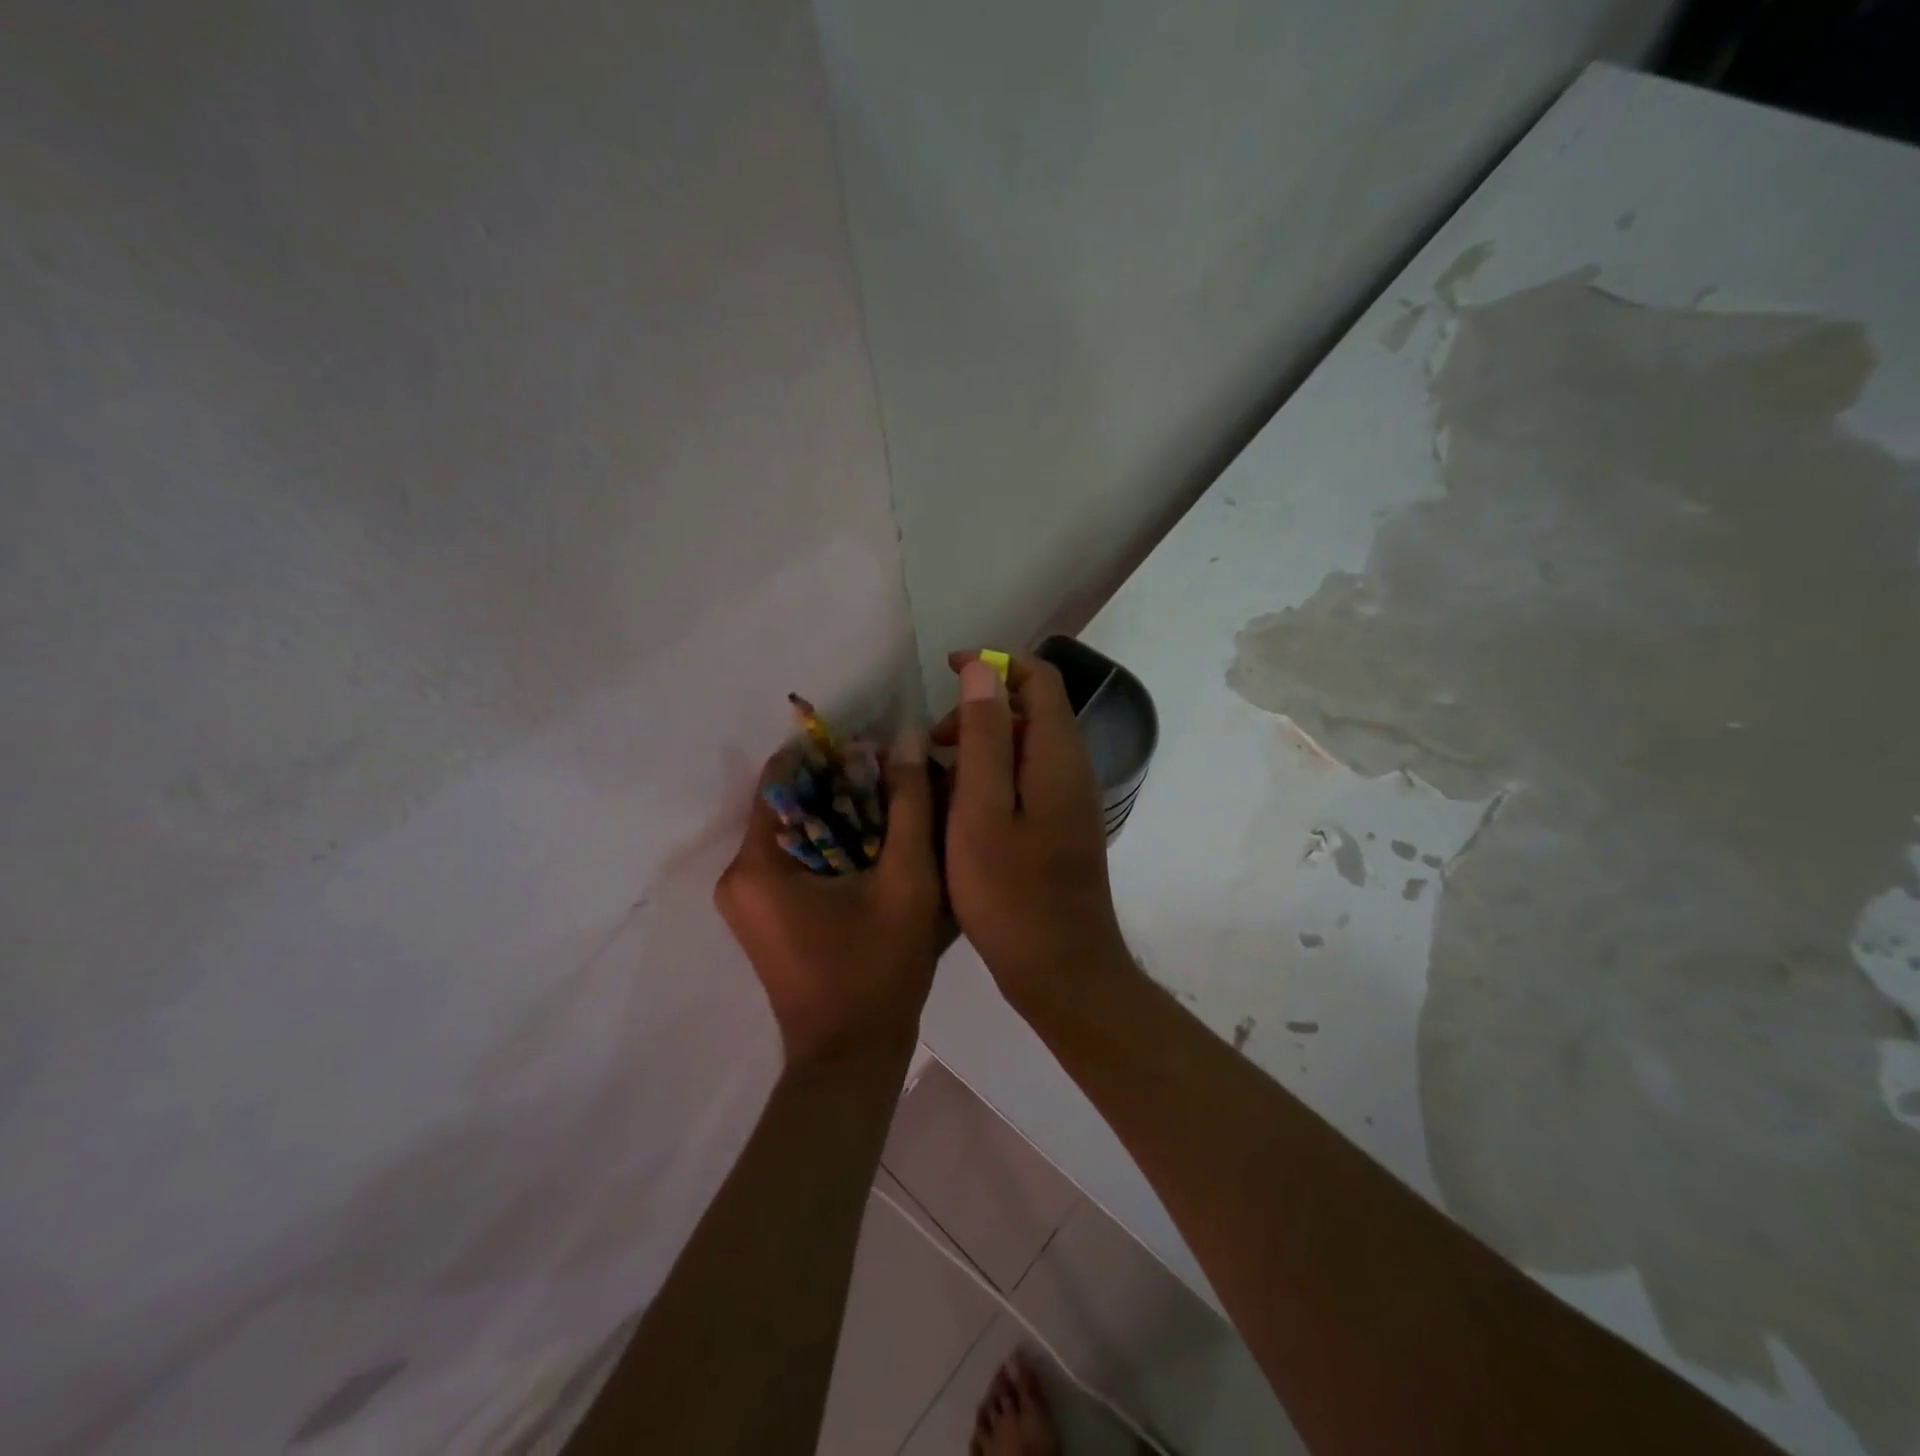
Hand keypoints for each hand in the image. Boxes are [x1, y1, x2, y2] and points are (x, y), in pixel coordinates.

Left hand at [714, 728, 944, 1064]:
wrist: (851, 1055)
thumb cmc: (879, 968)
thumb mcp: (907, 879)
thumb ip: (909, 804)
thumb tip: (905, 737)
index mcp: (758, 864)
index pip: (781, 777)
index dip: (828, 755)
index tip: (874, 750)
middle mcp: (736, 876)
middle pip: (786, 804)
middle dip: (837, 787)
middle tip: (892, 781)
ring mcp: (744, 900)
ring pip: (792, 831)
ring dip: (836, 816)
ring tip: (890, 812)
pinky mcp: (759, 916)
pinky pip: (791, 860)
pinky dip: (827, 845)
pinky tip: (870, 849)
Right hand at [936, 652, 1131, 1008]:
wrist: (1062, 969)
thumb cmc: (1012, 892)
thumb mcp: (982, 811)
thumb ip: (985, 737)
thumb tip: (982, 669)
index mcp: (1056, 755)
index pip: (1038, 678)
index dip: (994, 663)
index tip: (946, 671)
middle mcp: (1071, 769)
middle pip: (1030, 711)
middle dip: (978, 712)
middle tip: (932, 744)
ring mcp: (1069, 801)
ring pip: (1023, 748)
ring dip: (980, 748)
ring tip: (936, 779)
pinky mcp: (1060, 827)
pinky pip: (1024, 781)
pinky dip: (990, 779)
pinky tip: (958, 811)